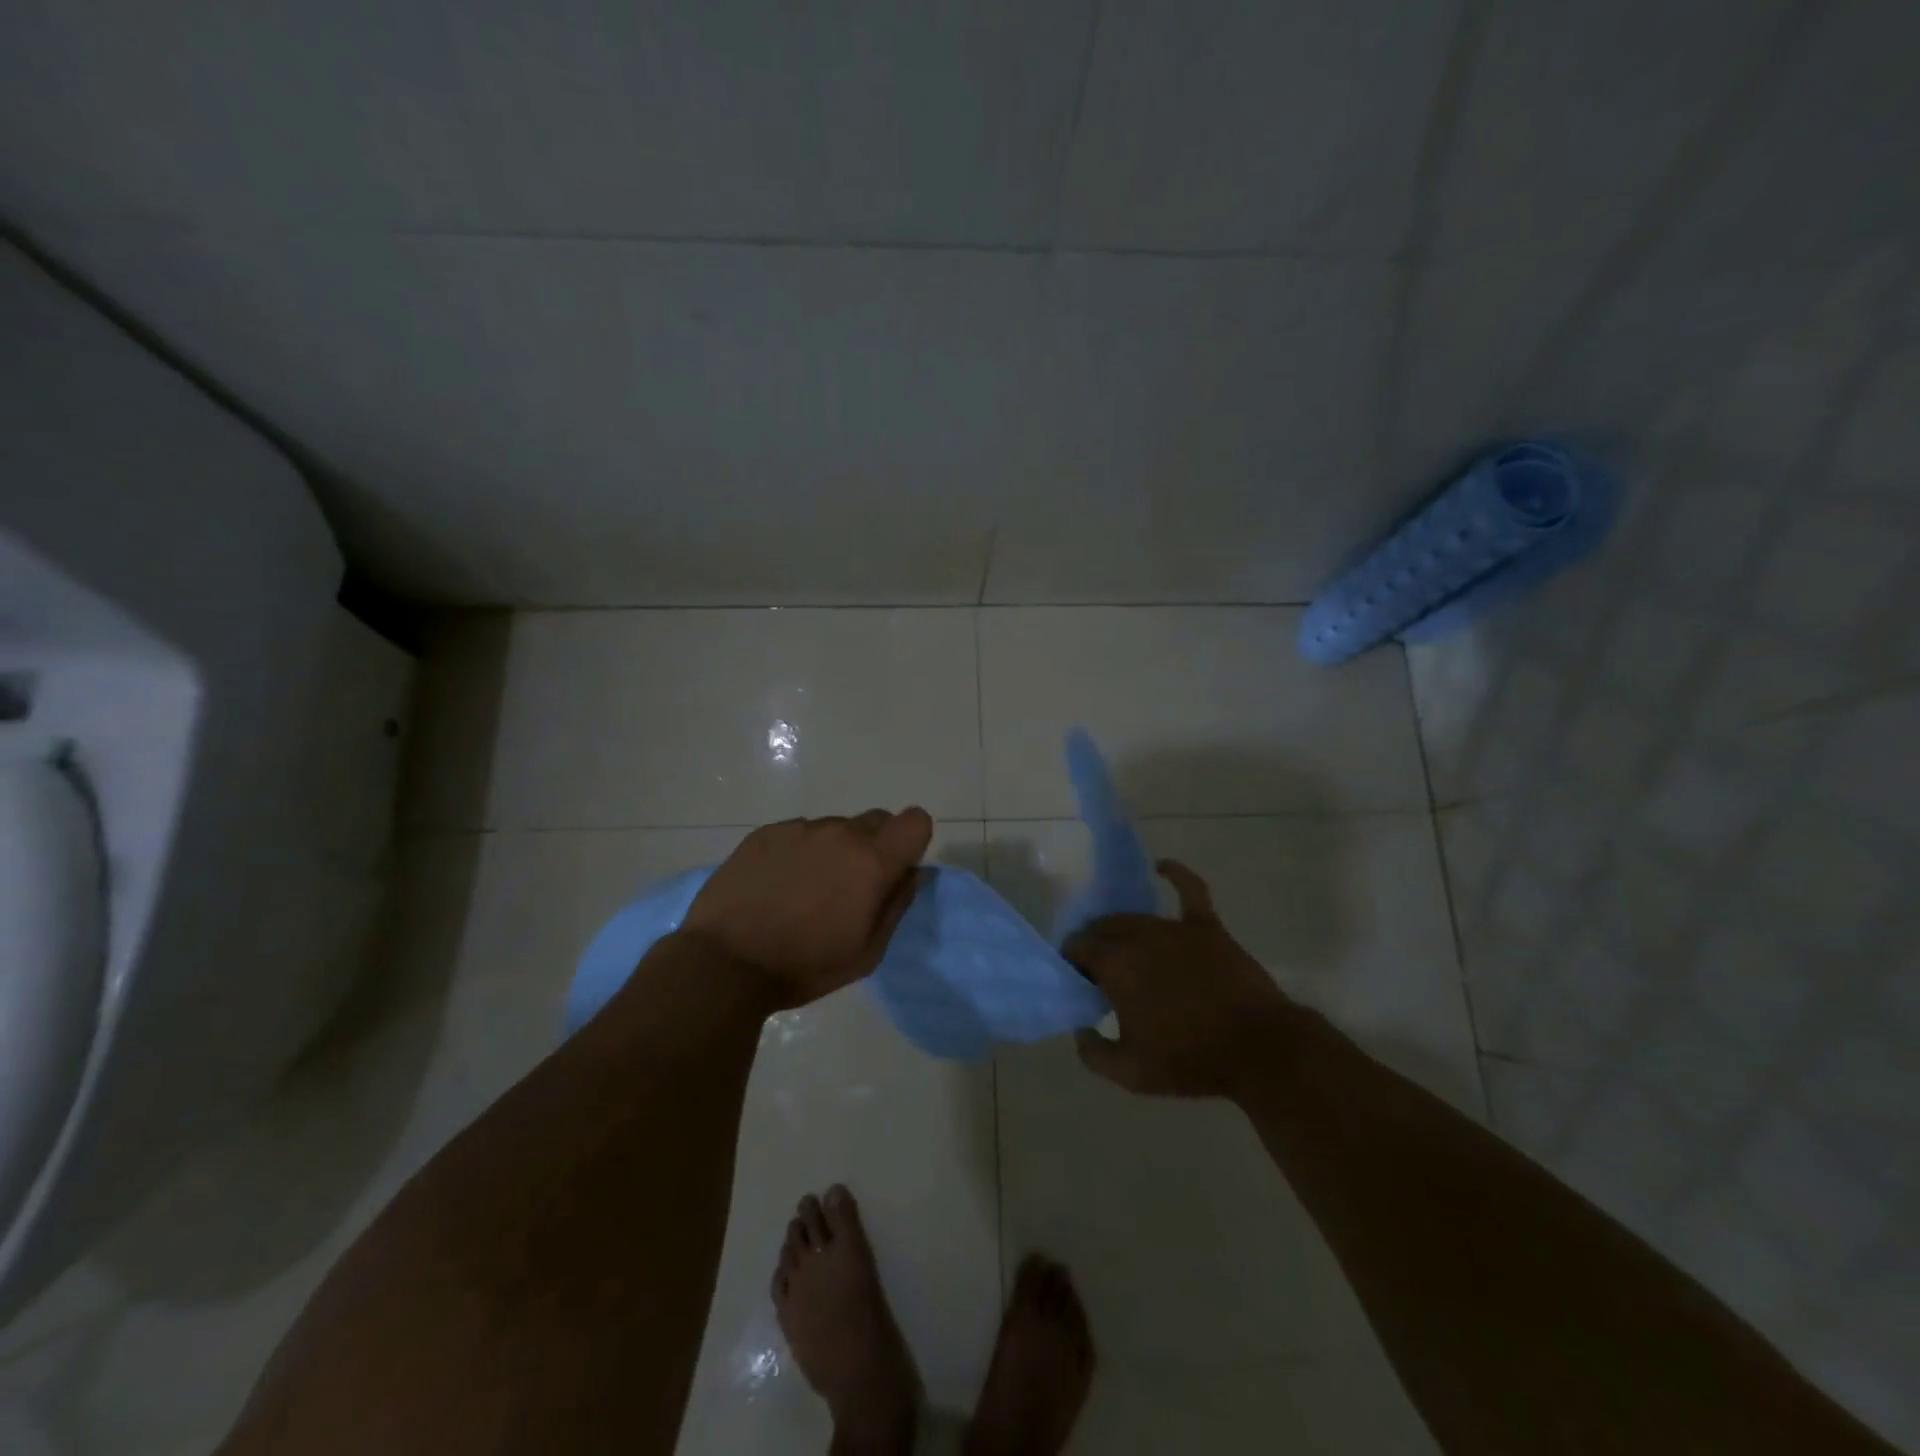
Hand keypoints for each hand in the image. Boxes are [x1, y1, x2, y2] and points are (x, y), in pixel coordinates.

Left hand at [679, 808, 932, 1008]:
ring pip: (835, 827)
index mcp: (871, 861)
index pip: (915, 821)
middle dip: (875, 846)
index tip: (895, 869)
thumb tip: (912, 873)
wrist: (725, 963)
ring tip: (805, 890)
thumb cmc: (804, 966)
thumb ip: (896, 905)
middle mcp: (840, 833)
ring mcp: (799, 829)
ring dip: (834, 850)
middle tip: (851, 886)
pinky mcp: (766, 832)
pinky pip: (799, 832)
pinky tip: (777, 885)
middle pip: (877, 819)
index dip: (912, 842)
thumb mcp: (866, 953)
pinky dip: (799, 852)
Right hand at [1063, 860, 1298, 1098]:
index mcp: (1115, 964)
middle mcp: (1138, 936)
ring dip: (1121, 930)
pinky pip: (1189, 890)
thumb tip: (1079, 1030)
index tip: (1077, 982)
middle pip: (1102, 928)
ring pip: (1135, 918)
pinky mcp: (1207, 927)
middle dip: (1093, 945)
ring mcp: (1174, 927)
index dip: (1071, 962)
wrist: (1258, 1049)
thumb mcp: (1130, 1072)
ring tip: (1123, 949)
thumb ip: (1092, 1051)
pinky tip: (1162, 867)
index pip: (1077, 948)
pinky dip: (1175, 874)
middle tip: (1098, 973)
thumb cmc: (1190, 1059)